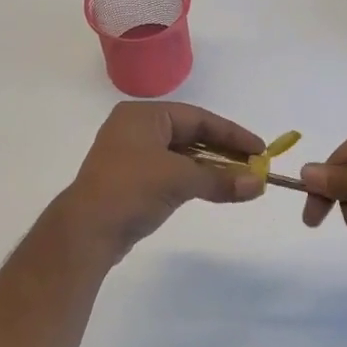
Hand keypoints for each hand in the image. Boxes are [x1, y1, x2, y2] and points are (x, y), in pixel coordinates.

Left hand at [56, 102, 264, 259]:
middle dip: (223, 151)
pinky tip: (214, 189)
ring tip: (241, 180)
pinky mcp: (131, 180)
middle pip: (191, 135)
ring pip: (181, 155)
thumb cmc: (132, 189)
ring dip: (210, 168)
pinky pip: (171, 172)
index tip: (260, 149)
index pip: (198, 118)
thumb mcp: (180, 179)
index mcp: (144, 115)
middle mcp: (136, 128)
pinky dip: (193, 179)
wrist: (86, 231)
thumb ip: (221, 179)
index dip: (232, 133)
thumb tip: (259, 184)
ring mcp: (131, 154)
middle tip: (255, 166)